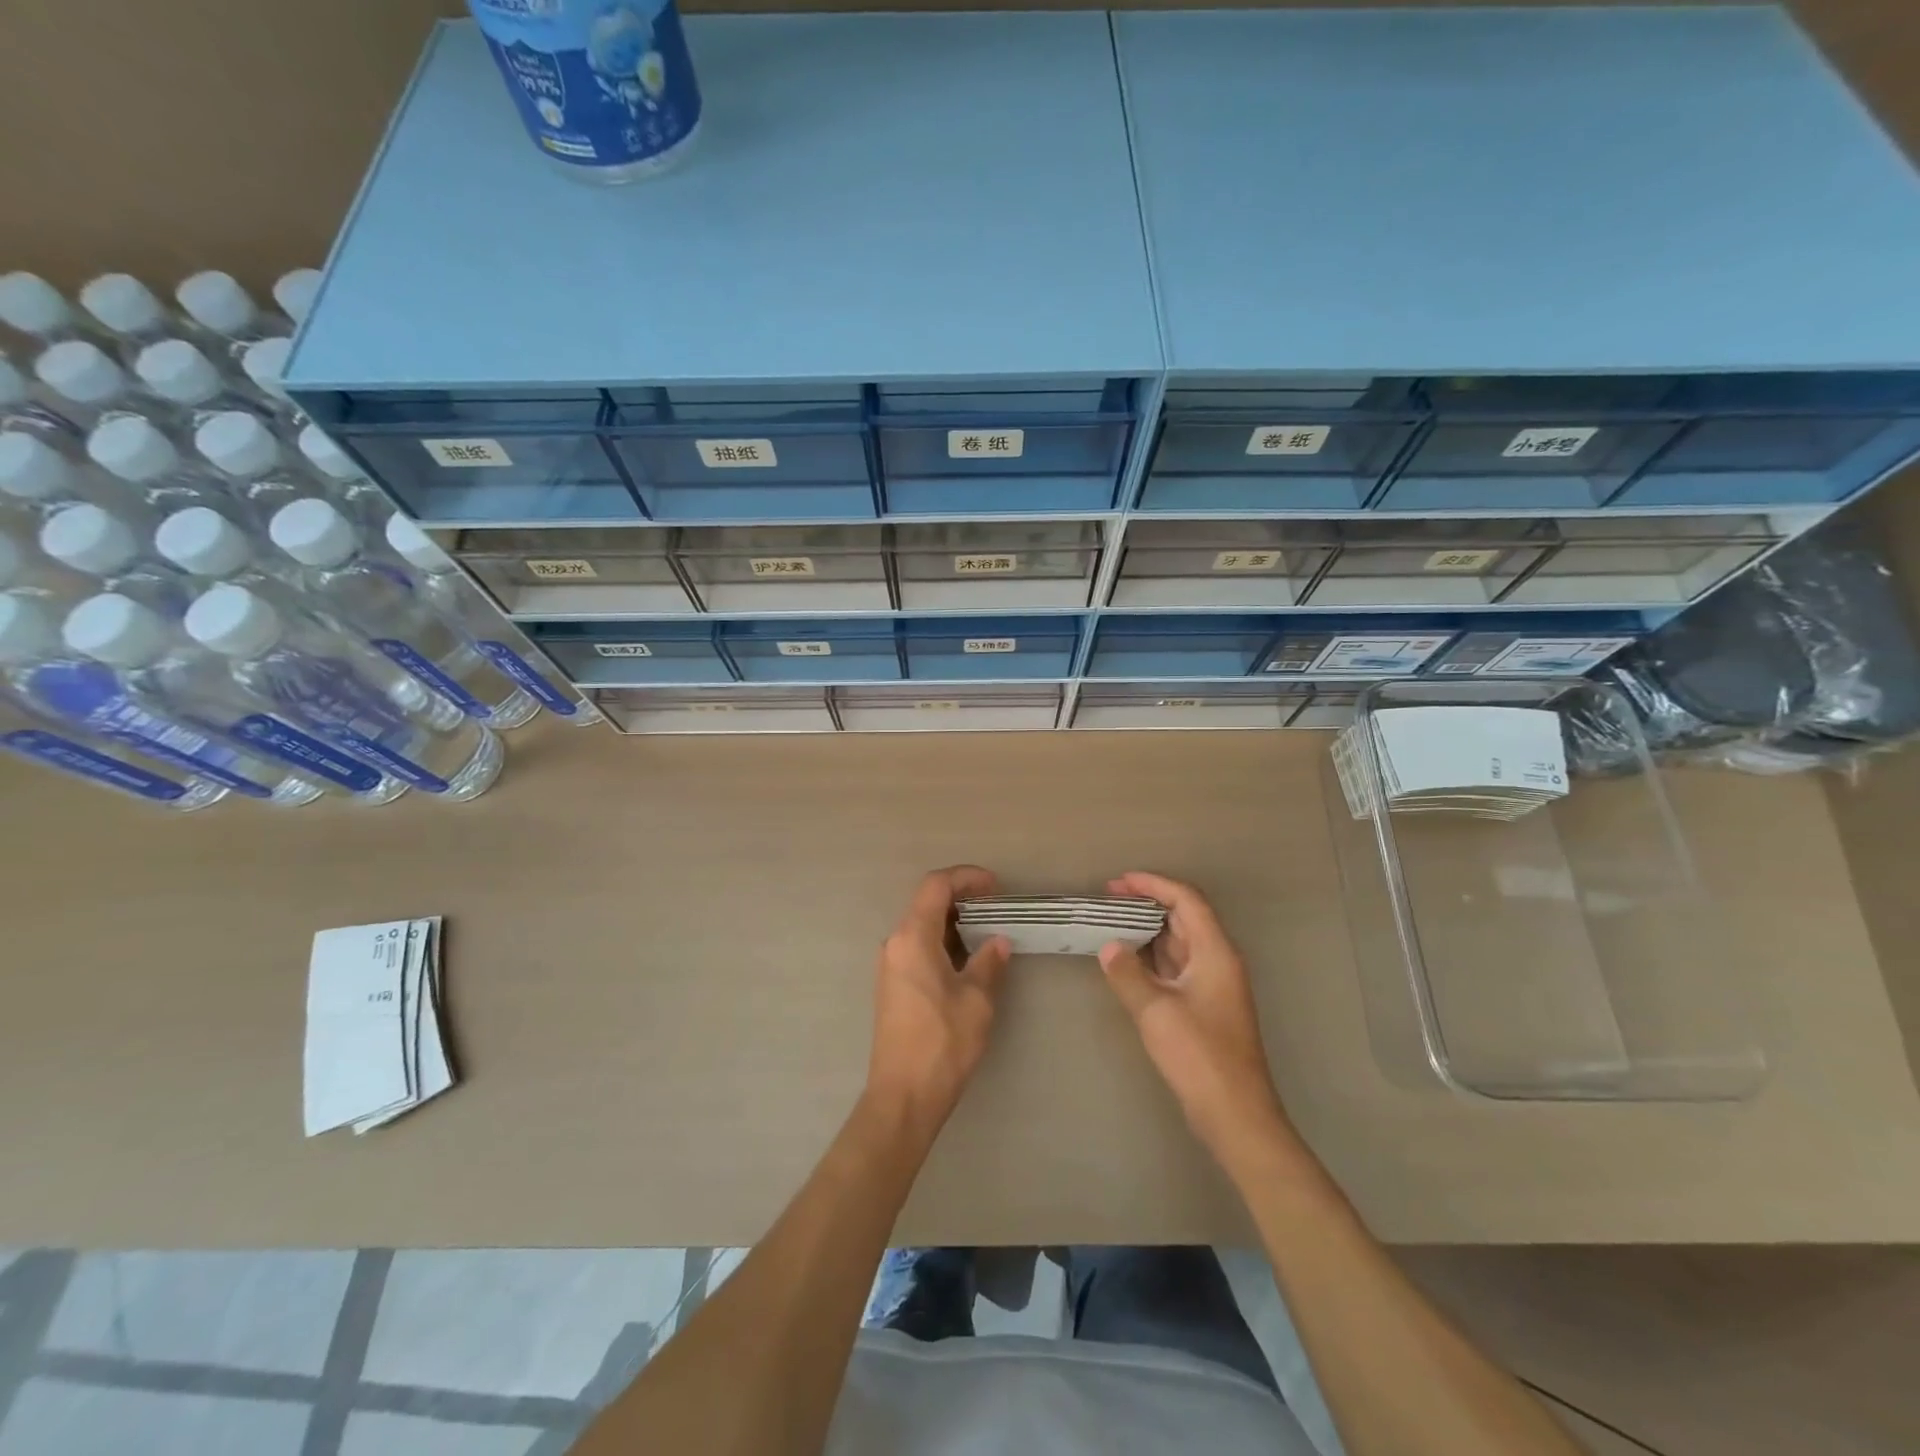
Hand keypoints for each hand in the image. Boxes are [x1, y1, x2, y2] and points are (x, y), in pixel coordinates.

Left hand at [865, 866, 1010, 1136]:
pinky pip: (917, 947)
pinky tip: (966, 960)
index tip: (995, 887)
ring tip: (987, 932)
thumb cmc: (942, 1043)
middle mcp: (895, 943)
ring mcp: (890, 965)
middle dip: (962, 898)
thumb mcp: (976, 1000)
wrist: (903, 1096)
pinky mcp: (892, 985)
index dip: (966, 877)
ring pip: (921, 926)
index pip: (936, 886)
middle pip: (926, 902)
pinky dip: (942, 942)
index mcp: (912, 938)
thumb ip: (988, 963)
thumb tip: (998, 942)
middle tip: (996, 908)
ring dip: (953, 922)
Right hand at [1099, 872, 1294, 1164]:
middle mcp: (1218, 961)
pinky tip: (1127, 961)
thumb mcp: (1156, 1011)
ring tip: (1112, 923)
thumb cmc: (1199, 1056)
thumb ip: (1128, 974)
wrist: (1235, 1114)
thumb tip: (1109, 947)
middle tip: (1109, 899)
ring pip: (1179, 942)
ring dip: (1148, 930)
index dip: (1154, 884)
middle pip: (1184, 917)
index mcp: (1215, 952)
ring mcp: (1213, 985)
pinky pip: (1176, 966)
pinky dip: (1152, 956)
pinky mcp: (1204, 1006)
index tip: (1119, 882)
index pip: (1186, 900)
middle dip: (1147, 903)